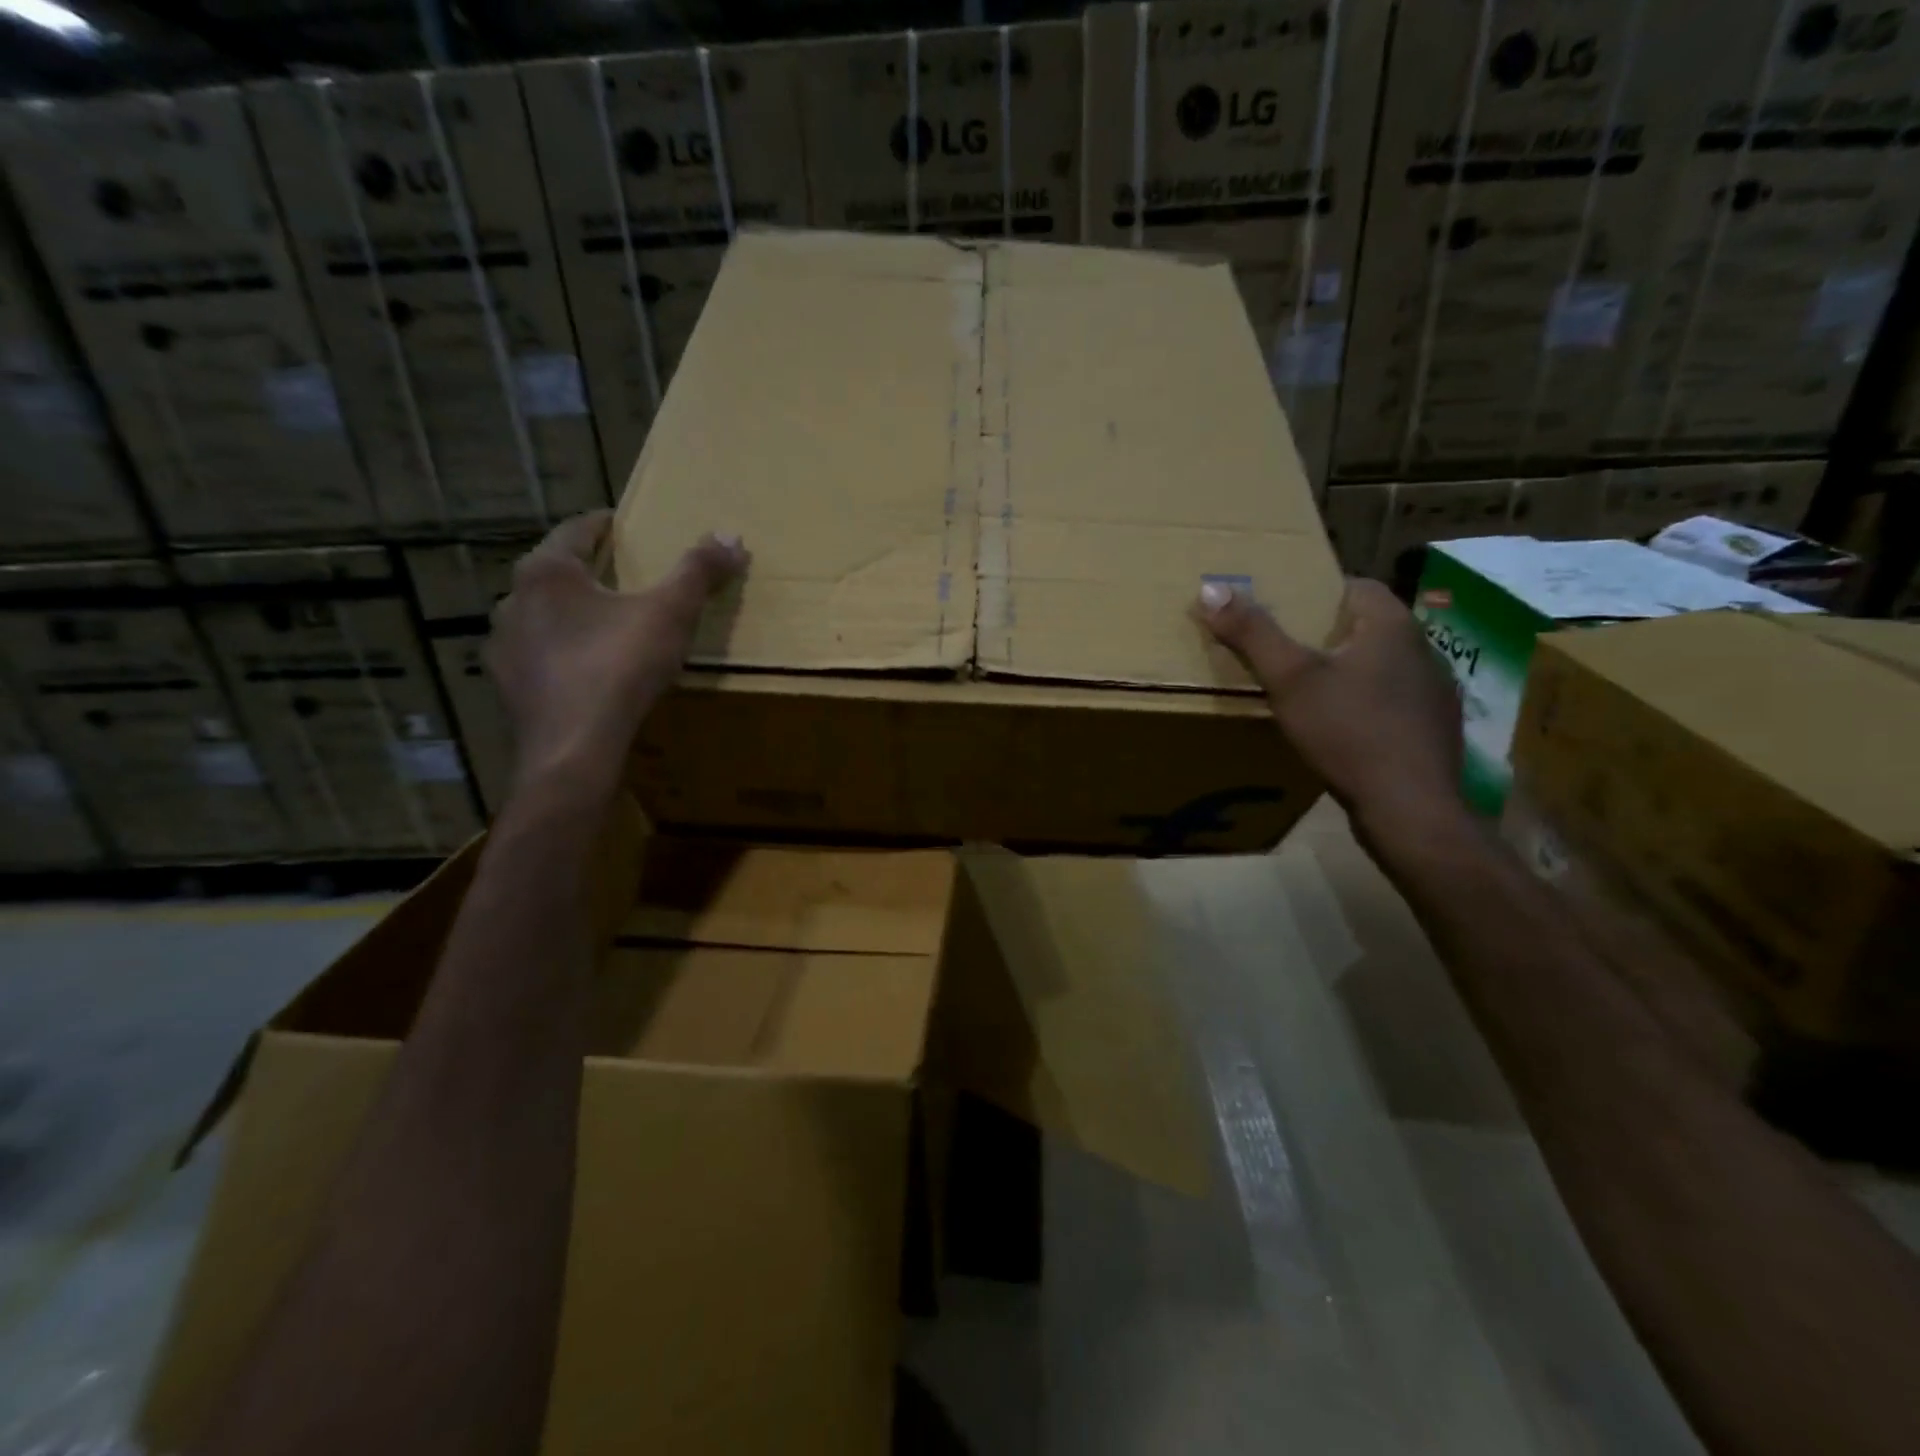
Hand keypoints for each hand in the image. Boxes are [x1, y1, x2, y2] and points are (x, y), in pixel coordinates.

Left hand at [486, 511, 747, 794]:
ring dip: (571, 615)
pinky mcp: (507, 687)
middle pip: (557, 573)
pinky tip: (586, 671)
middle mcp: (513, 600)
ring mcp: (503, 646)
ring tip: (606, 627)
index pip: (577, 530)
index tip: (628, 527)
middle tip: (625, 578)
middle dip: (590, 572)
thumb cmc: (618, 667)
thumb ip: (699, 572)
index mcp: (547, 572)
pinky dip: (561, 654)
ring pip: (542, 616)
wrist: (573, 749)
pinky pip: (538, 657)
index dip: (607, 525)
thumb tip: (732, 536)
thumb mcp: (670, 614)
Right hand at [1198, 577, 1466, 839]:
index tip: (1284, 609)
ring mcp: (1436, 692)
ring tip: (1309, 690)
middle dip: (1327, 633)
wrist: (1409, 808)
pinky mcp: (1435, 729)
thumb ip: (1252, 633)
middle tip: (1284, 649)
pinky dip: (1367, 704)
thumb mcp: (1289, 679)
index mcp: (1393, 626)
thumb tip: (1212, 588)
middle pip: (1368, 626)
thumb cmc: (1348, 731)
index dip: (1317, 591)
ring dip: (1349, 670)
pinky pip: (1394, 701)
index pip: (1357, 585)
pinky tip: (1343, 729)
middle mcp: (1424, 650)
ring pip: (1382, 665)